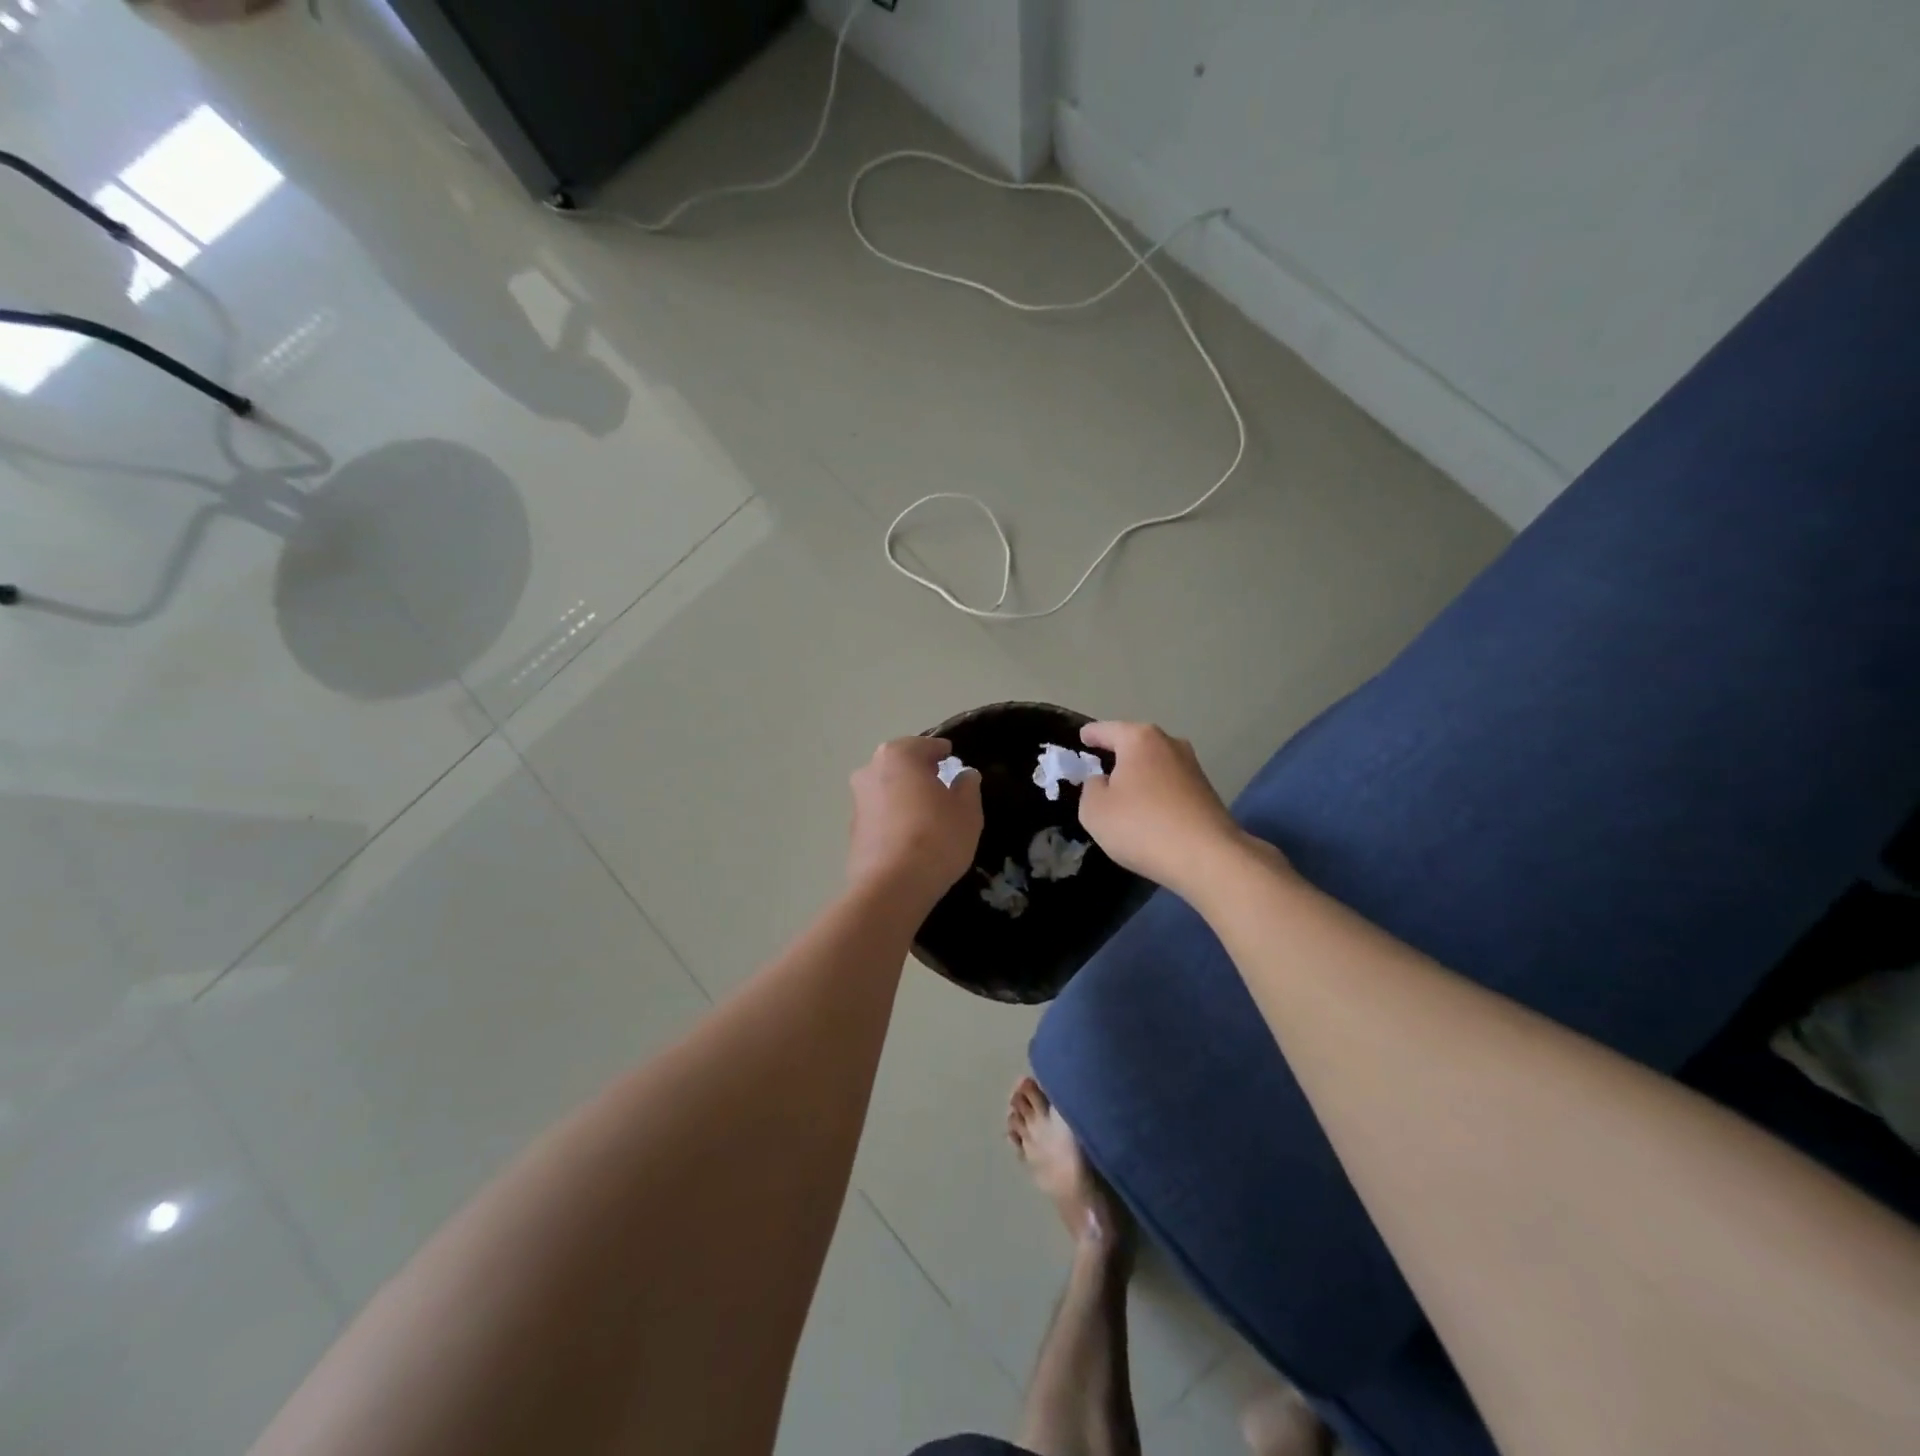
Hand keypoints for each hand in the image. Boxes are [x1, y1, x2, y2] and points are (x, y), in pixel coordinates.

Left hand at [847, 737, 982, 905]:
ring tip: (930, 818)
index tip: (955, 766)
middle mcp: (870, 770)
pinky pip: (881, 815)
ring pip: (889, 790)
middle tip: (944, 790)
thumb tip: (964, 776)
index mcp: (899, 755)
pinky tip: (912, 838)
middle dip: (922, 774)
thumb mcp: (967, 810)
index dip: (945, 755)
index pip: (927, 746)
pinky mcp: (852, 830)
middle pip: (903, 765)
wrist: (892, 886)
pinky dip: (895, 819)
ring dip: (906, 797)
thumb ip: (967, 787)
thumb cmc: (936, 837)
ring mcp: (857, 800)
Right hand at [1077, 722, 1269, 897]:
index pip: (1106, 730)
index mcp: (1139, 739)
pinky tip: (1149, 814)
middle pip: (1135, 744)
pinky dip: (1156, 794)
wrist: (1207, 858)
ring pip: (1155, 765)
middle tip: (1099, 769)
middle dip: (1117, 754)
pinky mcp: (1207, 792)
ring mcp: (1192, 767)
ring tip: (1123, 796)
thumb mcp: (1094, 810)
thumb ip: (1090, 788)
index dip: (1090, 734)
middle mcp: (1169, 744)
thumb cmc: (1141, 826)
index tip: (1082, 737)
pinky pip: (1170, 785)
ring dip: (1140, 776)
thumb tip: (1103, 782)